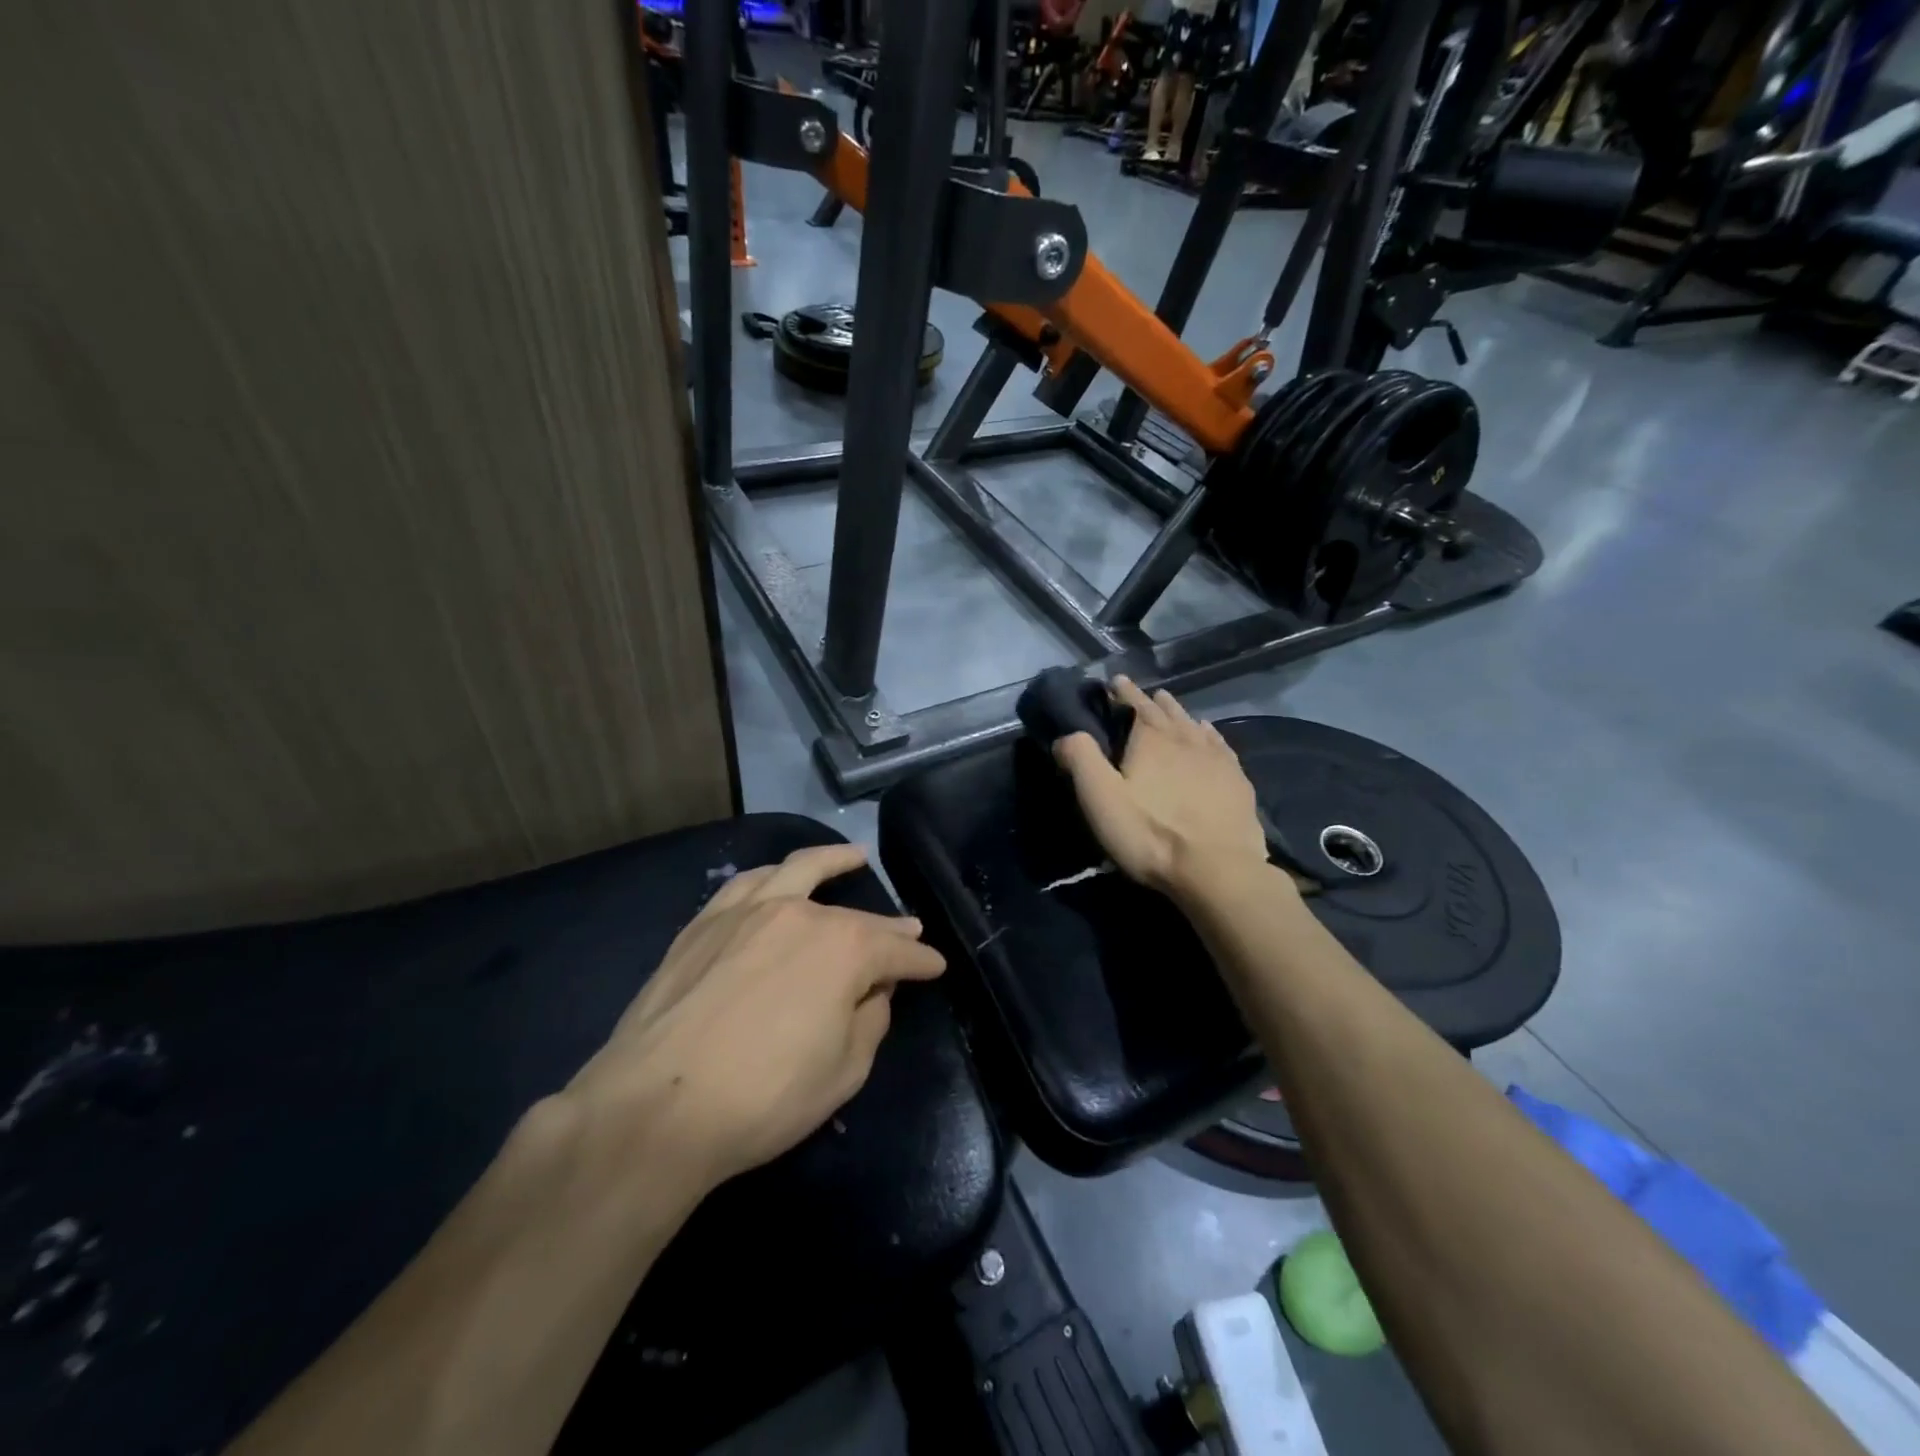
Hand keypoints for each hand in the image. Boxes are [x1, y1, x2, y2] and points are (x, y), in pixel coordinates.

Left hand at [566, 845, 944, 1189]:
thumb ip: (870, 1020)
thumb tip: (873, 991)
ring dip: (833, 861)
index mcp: (845, 949)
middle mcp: (801, 914)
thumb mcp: (845, 1071)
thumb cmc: (765, 1097)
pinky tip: (779, 875)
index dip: (921, 962)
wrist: (657, 1108)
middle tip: (909, 930)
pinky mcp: (705, 922)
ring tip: (853, 856)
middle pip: (856, 916)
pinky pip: (747, 884)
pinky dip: (773, 874)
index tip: (936, 966)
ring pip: (800, 870)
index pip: (897, 951)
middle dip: (890, 926)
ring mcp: (748, 911)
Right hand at [1054, 676, 1270, 902]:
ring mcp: (1217, 759)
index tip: (1116, 680)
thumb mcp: (1101, 799)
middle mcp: (1186, 739)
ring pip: (1194, 725)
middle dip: (1151, 700)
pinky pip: (1220, 745)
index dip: (1124, 692)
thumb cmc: (1152, 834)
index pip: (1135, 705)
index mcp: (1152, 739)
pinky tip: (1209, 734)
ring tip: (1170, 705)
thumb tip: (1066, 735)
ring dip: (1179, 713)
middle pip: (1166, 712)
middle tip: (1144, 693)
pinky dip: (1209, 734)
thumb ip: (1081, 760)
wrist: (1218, 870)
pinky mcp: (1238, 781)